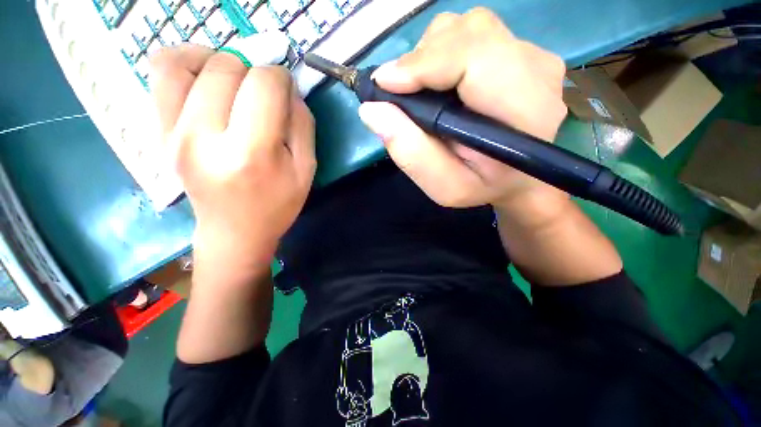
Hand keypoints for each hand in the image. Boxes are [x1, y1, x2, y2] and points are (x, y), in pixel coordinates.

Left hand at [151, 45, 315, 271]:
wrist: (234, 231)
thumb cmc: (277, 205)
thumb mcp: (306, 170)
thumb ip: (302, 124)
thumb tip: (287, 87)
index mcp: (252, 153)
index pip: (263, 85)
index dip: (280, 78)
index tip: (286, 90)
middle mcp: (204, 139)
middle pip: (225, 68)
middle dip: (252, 70)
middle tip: (262, 93)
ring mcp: (172, 135)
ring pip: (184, 61)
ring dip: (216, 60)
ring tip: (233, 80)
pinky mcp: (158, 133)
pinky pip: (160, 76)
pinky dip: (184, 63)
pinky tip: (204, 79)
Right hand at [358, 8, 567, 213]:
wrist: (517, 178)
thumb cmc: (482, 187)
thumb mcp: (444, 187)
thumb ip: (411, 153)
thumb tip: (371, 110)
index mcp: (525, 113)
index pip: (475, 57)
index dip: (424, 63)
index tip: (384, 84)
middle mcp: (537, 73)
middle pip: (470, 32)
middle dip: (422, 58)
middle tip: (400, 92)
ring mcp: (534, 57)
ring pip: (469, 27)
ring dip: (431, 54)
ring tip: (421, 90)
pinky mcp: (522, 52)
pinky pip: (474, 34)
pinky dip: (444, 53)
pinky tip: (440, 84)